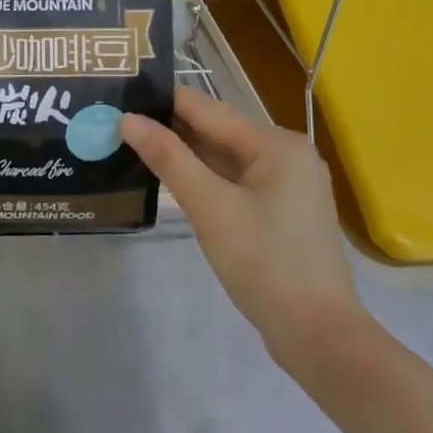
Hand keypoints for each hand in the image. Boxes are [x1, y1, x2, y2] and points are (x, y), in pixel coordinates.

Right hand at [122, 86, 363, 376]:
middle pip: (216, 130)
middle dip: (169, 128)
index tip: (118, 97)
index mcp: (276, 144)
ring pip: (223, 157)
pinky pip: (233, 180)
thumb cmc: (264, 263)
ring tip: (130, 144)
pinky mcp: (279, 210)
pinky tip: (169, 178)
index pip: (206, 108)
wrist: (317, 335)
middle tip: (115, 123)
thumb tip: (128, 119)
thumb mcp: (210, 207)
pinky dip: (202, 177)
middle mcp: (286, 154)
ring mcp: (286, 184)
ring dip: (183, 153)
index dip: (161, 102)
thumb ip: (168, 158)